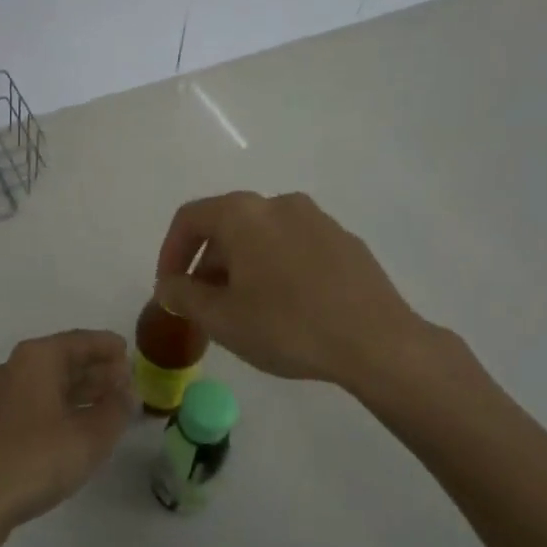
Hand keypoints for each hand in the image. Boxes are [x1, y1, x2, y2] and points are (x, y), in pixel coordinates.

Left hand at [0, 330, 132, 536]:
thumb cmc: (35, 460)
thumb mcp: (89, 437)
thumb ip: (115, 410)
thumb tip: (128, 392)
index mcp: (36, 358)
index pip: (79, 341)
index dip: (107, 347)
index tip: (131, 353)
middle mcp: (13, 367)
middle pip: (62, 360)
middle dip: (96, 370)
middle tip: (127, 383)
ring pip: (48, 383)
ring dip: (80, 391)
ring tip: (111, 405)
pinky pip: (35, 402)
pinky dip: (61, 407)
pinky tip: (78, 427)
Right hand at [154, 191, 441, 390]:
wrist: (377, 342)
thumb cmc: (287, 326)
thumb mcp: (220, 318)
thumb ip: (182, 296)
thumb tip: (169, 285)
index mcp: (243, 214)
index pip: (189, 219)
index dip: (170, 252)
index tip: (169, 289)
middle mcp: (279, 204)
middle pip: (227, 226)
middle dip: (207, 264)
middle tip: (204, 305)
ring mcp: (317, 219)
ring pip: (263, 237)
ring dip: (243, 266)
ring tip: (245, 309)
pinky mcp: (345, 241)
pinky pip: (296, 247)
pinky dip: (278, 268)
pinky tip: (288, 307)